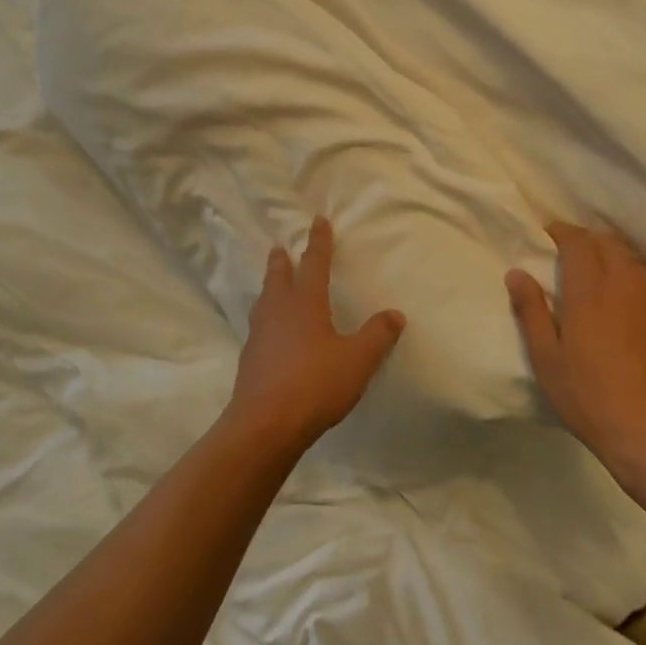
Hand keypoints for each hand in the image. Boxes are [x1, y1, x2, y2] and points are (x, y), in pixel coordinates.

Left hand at [224, 217, 406, 457]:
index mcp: (305, 303)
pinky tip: (271, 331)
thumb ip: (377, 336)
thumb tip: (395, 314)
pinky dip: (266, 317)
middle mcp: (278, 311)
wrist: (265, 424)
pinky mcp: (250, 358)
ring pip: (265, 300)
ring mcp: (259, 334)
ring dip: (270, 286)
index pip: (314, 263)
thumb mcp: (357, 360)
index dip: (318, 242)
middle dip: (282, 260)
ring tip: (273, 284)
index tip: (318, 221)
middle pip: (279, 277)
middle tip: (280, 247)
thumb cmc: (315, 384)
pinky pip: (260, 326)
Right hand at [506, 223, 645, 499]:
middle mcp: (628, 285)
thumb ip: (531, 310)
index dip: (562, 232)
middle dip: (589, 241)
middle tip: (571, 256)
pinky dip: (636, 287)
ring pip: (635, 264)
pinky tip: (628, 312)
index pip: (579, 241)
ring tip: (599, 279)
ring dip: (614, 260)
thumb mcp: (547, 359)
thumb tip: (517, 272)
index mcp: (591, 290)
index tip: (548, 236)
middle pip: (610, 244)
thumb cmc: (590, 397)